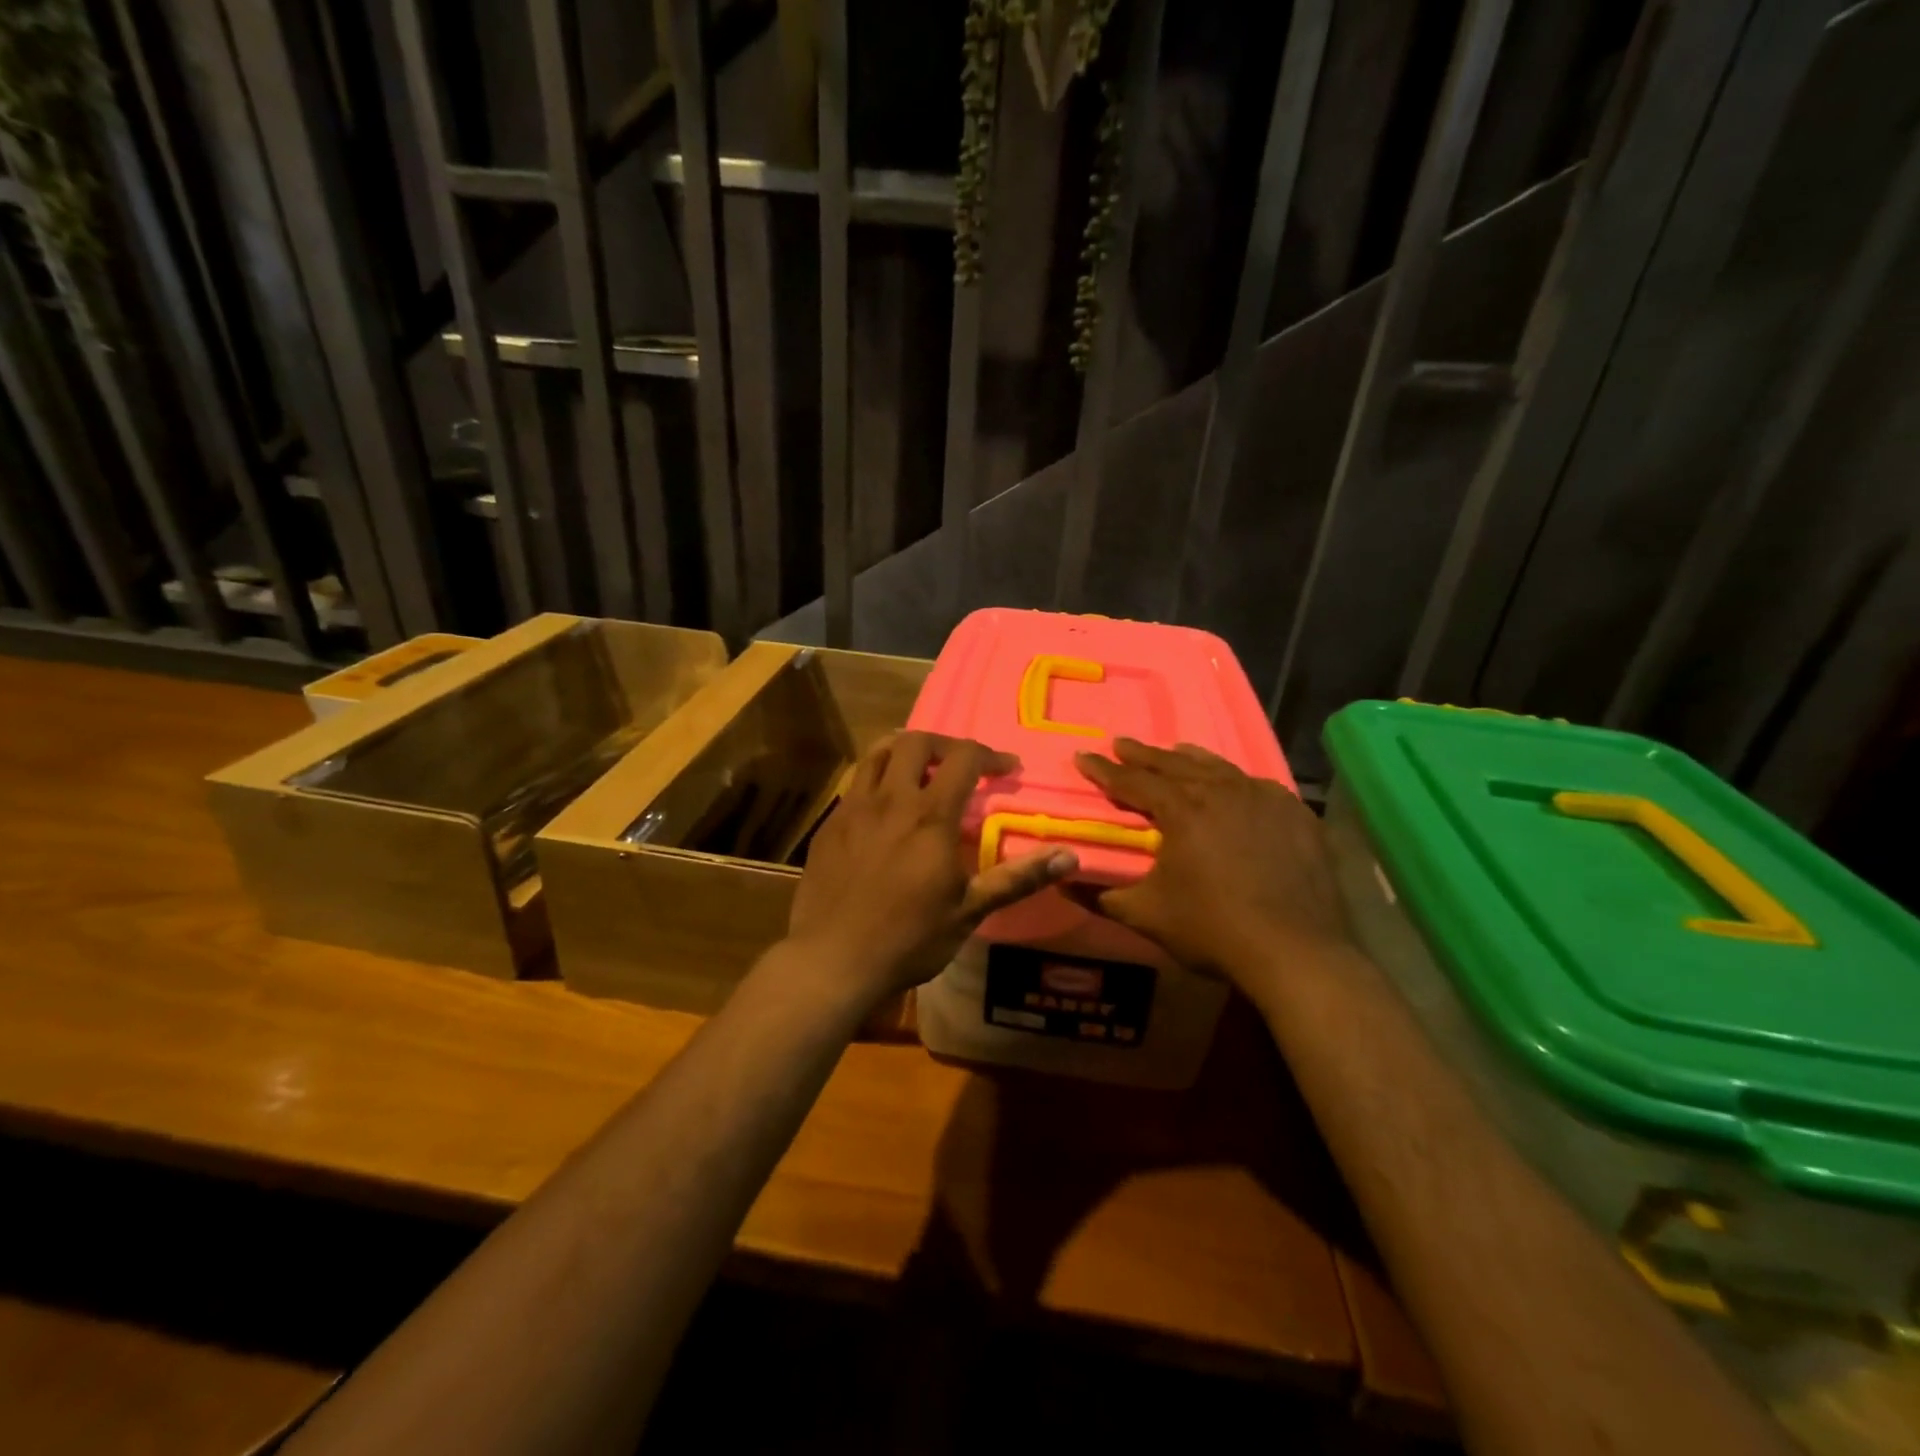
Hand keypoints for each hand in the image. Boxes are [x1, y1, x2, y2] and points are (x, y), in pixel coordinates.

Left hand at [786, 732, 1076, 1004]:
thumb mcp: (969, 911)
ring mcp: (854, 808)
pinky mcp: (830, 824)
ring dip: (905, 749)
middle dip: (946, 744)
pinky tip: (884, 803)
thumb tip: (1070, 856)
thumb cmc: (908, 939)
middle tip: (962, 765)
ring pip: (878, 752)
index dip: (990, 755)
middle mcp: (890, 799)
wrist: (832, 960)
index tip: (1007, 768)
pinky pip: (856, 781)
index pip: (964, 759)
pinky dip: (877, 775)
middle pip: (917, 742)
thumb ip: (1017, 878)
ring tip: (922, 767)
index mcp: (929, 816)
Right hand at [1073, 739, 1352, 994]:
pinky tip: (1234, 784)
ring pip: (1219, 768)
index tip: (1082, 756)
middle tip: (1120, 743)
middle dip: (1142, 754)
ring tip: (1173, 750)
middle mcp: (1222, 792)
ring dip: (1189, 759)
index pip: (1133, 781)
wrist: (1297, 951)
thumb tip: (1063, 883)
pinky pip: (1258, 785)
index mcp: (1182, 810)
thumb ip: (1102, 896)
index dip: (1104, 770)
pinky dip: (1235, 780)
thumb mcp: (1147, 915)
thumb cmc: (1213, 929)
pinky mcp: (1296, 815)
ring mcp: (1264, 799)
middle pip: (1174, 764)